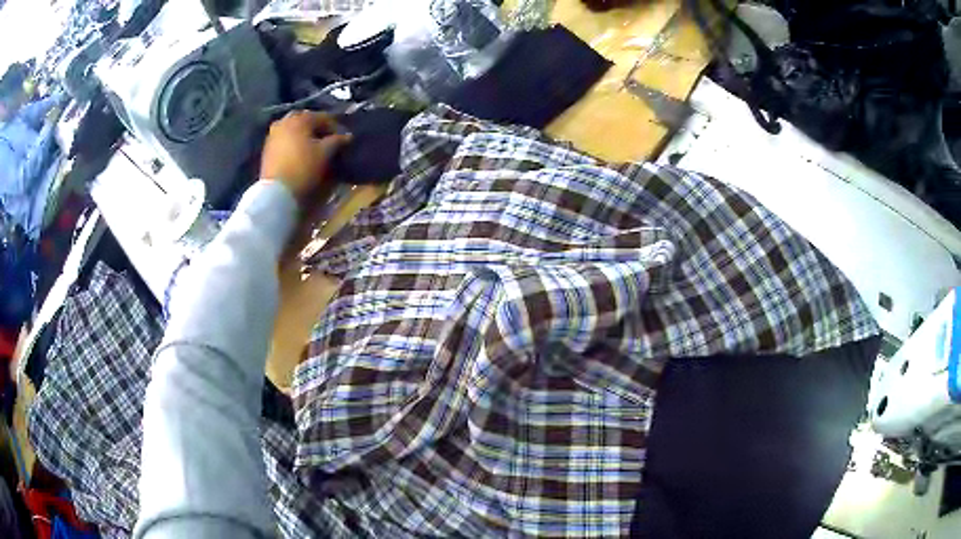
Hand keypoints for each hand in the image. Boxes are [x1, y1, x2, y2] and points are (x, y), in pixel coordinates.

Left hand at [260, 110, 351, 202]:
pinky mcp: (267, 148)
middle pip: (306, 120)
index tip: (343, 139)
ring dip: (304, 135)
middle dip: (317, 128)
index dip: (335, 127)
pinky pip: (285, 138)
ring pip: (294, 129)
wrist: (276, 191)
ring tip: (313, 147)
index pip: (323, 117)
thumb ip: (337, 141)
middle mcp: (285, 121)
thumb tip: (347, 136)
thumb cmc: (303, 167)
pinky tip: (300, 152)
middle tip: (327, 140)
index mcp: (300, 118)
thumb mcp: (325, 153)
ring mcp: (273, 134)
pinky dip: (294, 142)